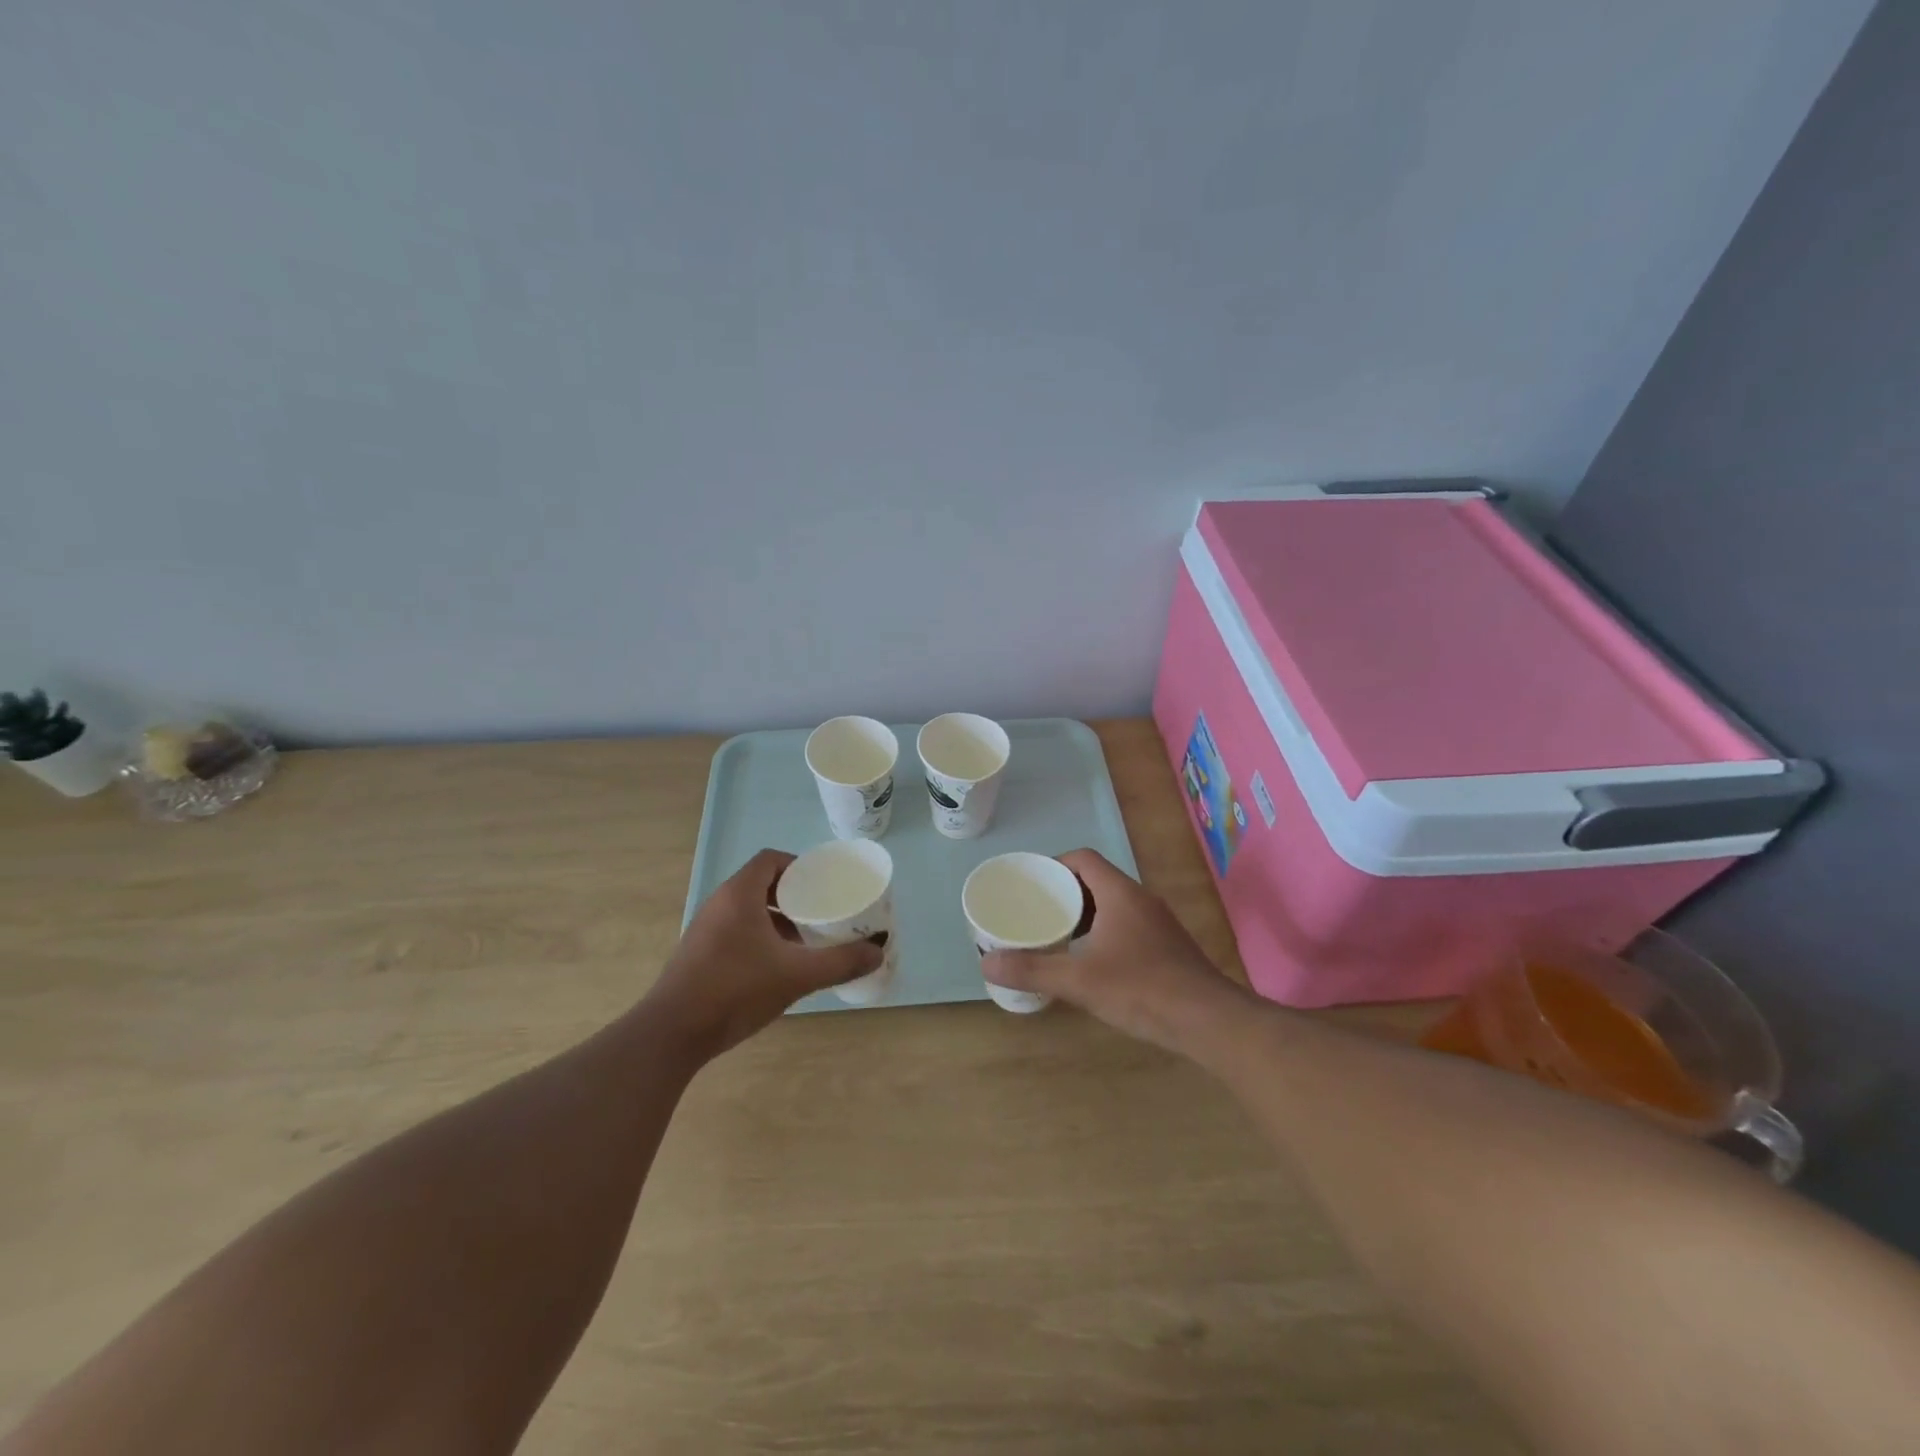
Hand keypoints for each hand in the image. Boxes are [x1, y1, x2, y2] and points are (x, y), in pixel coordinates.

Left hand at [648, 849, 883, 1057]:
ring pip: (749, 910)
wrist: (672, 1035)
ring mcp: (706, 929)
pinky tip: (778, 966)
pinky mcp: (700, 954)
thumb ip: (840, 962)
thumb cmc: (735, 990)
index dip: (799, 866)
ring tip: (805, 940)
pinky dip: (761, 937)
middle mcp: (719, 903)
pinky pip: (736, 930)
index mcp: (739, 895)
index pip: (771, 860)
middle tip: (822, 911)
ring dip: (778, 918)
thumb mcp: (796, 975)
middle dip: (794, 895)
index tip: (823, 884)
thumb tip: (877, 951)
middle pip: (762, 883)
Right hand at [981, 849, 1253, 1055]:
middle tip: (1035, 912)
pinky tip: (1089, 961)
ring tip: (1055, 935)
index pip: (1083, 859)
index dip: (1054, 865)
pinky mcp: (1166, 947)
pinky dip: (1101, 933)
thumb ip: (1033, 969)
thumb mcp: (1080, 981)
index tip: (1031, 885)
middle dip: (1064, 893)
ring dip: (1084, 915)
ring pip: (1112, 905)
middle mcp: (1140, 900)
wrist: (1209, 1021)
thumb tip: (987, 963)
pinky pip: (1126, 925)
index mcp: (1120, 894)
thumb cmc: (1143, 989)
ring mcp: (1157, 924)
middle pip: (1096, 880)